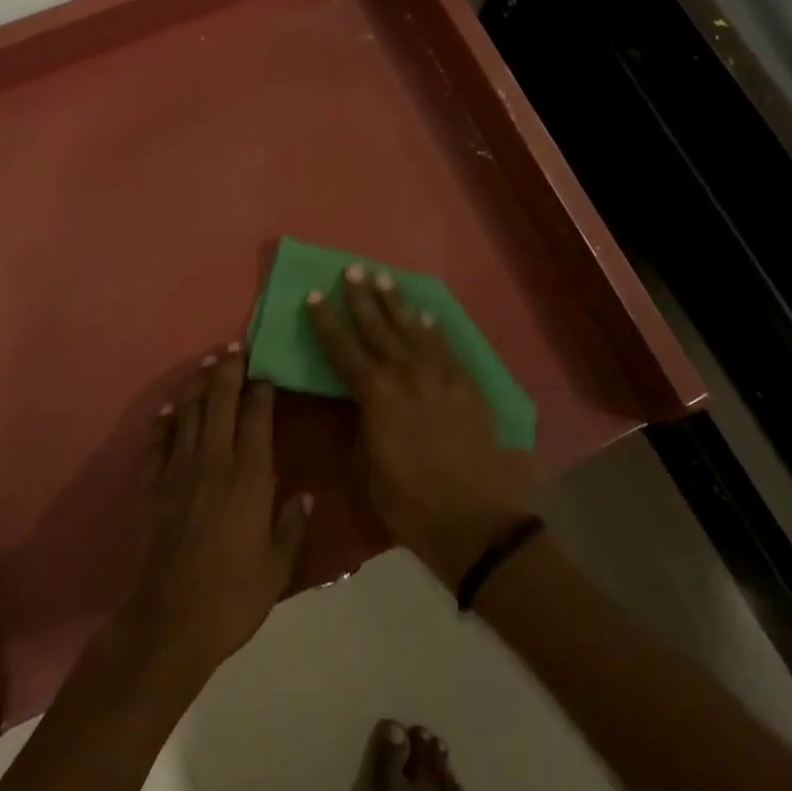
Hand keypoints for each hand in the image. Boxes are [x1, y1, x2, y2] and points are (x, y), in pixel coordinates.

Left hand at [116, 345, 313, 688]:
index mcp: (250, 477)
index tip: (265, 373)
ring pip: (188, 413)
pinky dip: (164, 421)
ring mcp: (177, 470)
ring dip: (197, 385)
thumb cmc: (234, 596)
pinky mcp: (150, 485)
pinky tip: (170, 409)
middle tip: (232, 347)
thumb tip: (304, 495)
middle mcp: (214, 461)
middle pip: (220, 402)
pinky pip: (157, 442)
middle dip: (227, 371)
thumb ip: (291, 525)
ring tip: (205, 364)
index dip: (261, 391)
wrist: (170, 620)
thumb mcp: (278, 566)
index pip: (257, 418)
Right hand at [307, 267, 528, 588]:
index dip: (325, 322)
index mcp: (376, 395)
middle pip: (378, 328)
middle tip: (352, 270)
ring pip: (413, 329)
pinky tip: (424, 315)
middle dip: (362, 298)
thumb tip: (356, 400)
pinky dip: (432, 328)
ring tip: (383, 278)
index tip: (314, 296)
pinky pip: (445, 346)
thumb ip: (359, 423)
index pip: (342, 349)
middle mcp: (407, 374)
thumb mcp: (366, 466)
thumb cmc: (409, 502)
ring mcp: (441, 376)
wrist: (477, 521)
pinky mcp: (467, 385)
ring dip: (396, 303)